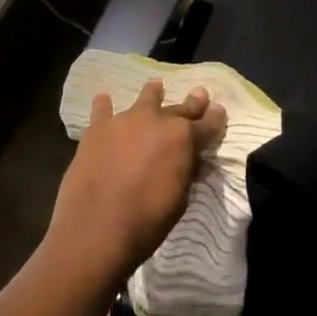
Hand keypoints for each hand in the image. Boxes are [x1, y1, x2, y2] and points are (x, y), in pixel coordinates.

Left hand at [48, 80, 227, 285]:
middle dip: (192, 103)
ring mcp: (125, 120)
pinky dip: (104, 105)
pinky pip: (102, 109)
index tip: (219, 111)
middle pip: (179, 108)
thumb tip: (194, 161)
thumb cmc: (147, 222)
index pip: (206, 124)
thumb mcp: (180, 200)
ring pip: (144, 99)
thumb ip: (187, 172)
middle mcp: (156, 120)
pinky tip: (103, 99)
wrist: (96, 229)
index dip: (214, 119)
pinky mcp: (97, 128)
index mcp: (182, 138)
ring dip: (152, 94)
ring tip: (155, 86)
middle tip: (199, 94)